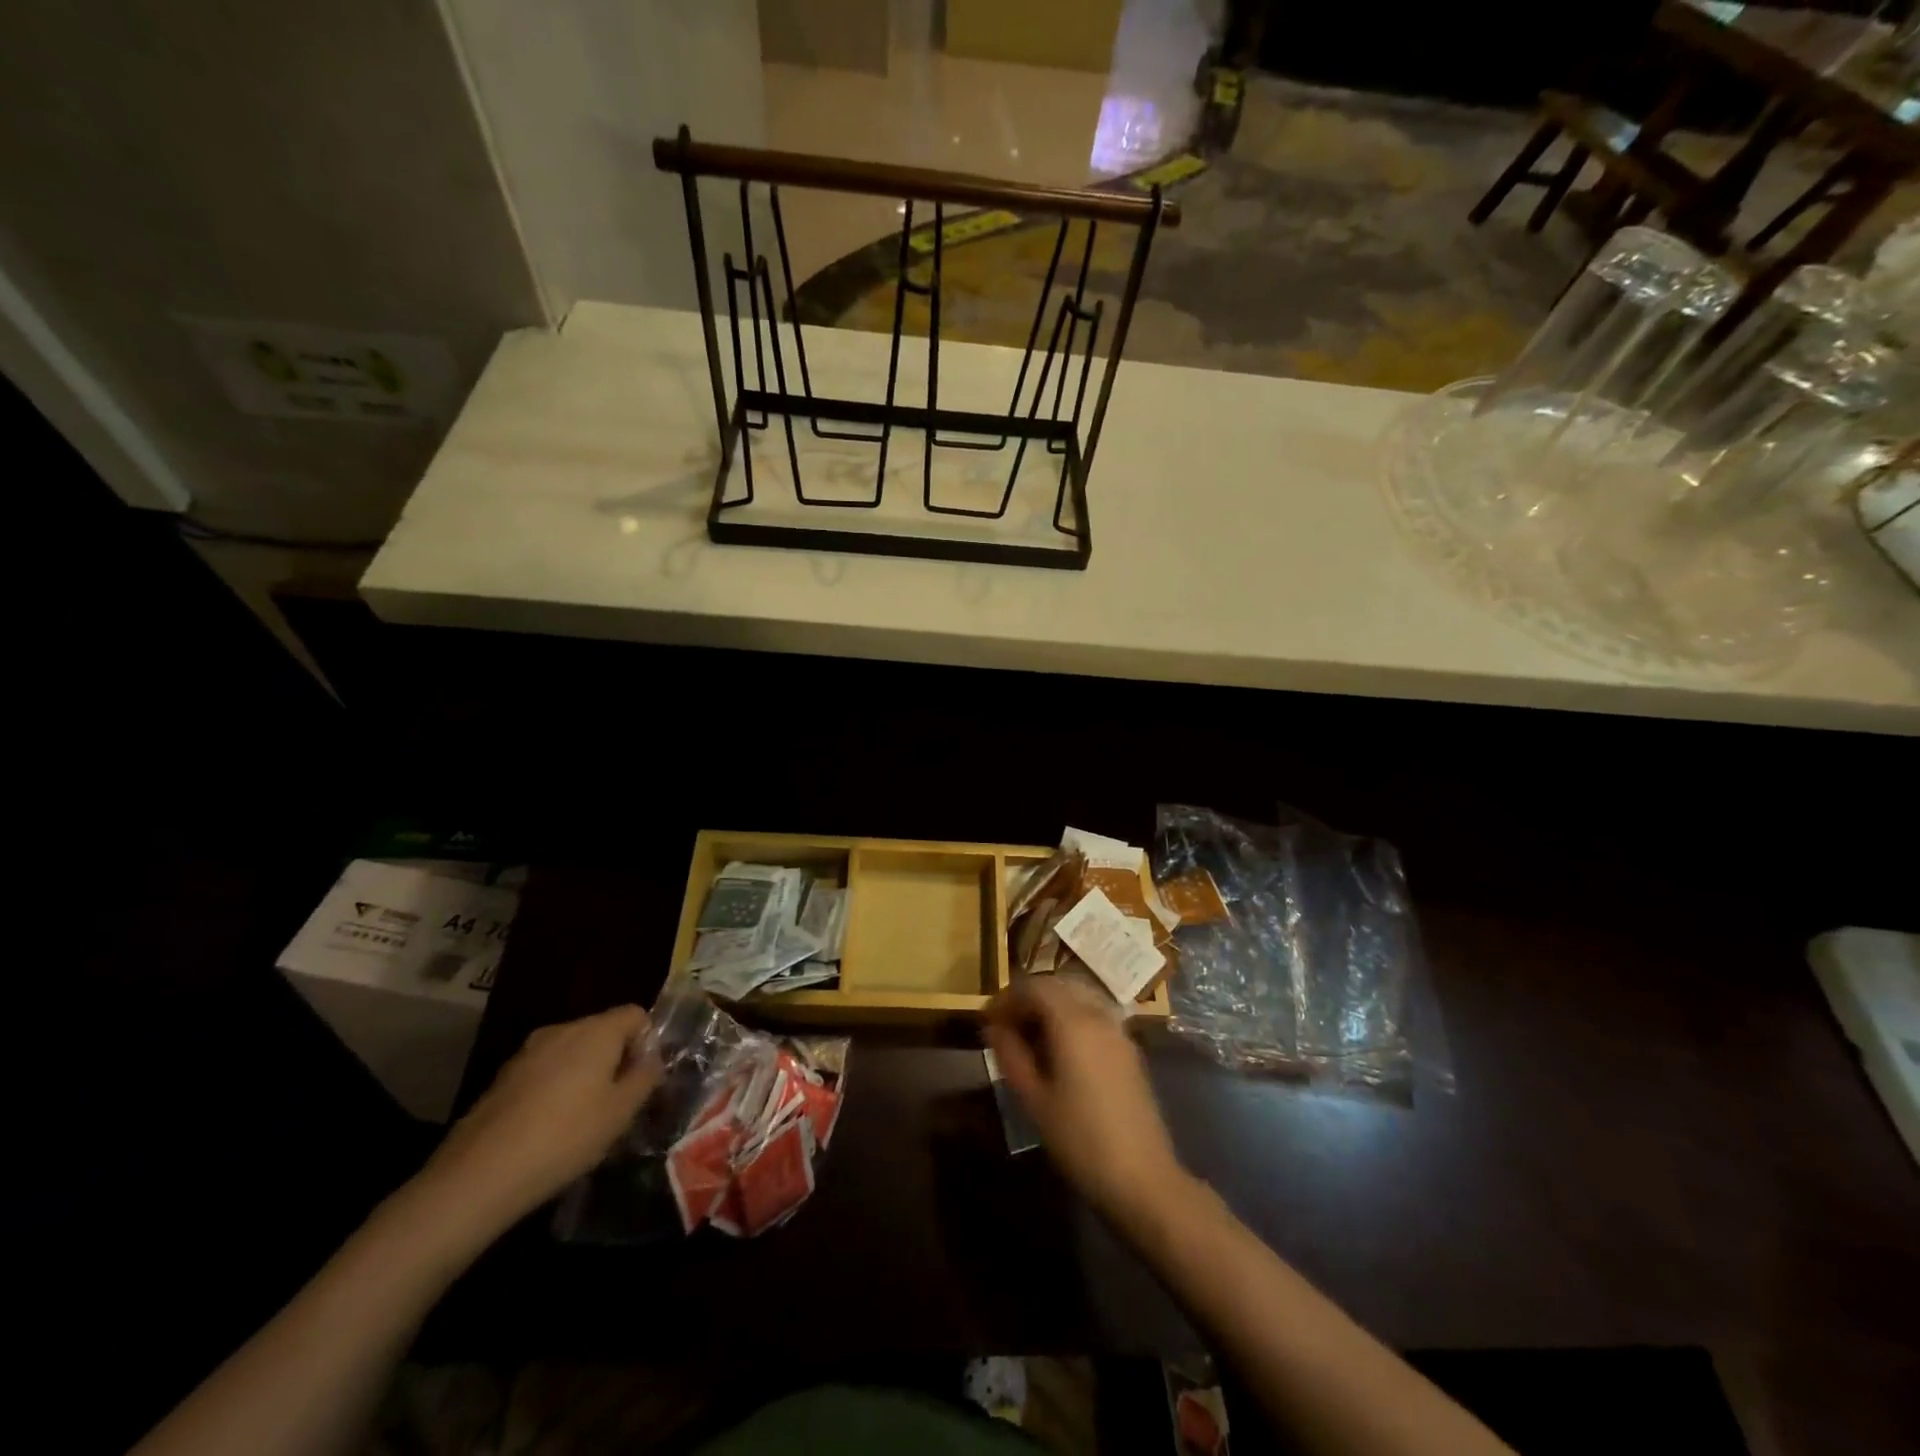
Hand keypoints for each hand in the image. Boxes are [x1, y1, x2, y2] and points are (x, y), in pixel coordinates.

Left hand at [409, 1005, 660, 1246]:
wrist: (478, 1176)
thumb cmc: (565, 1137)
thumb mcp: (620, 1112)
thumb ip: (645, 1078)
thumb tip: (652, 1060)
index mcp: (596, 1030)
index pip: (635, 1014)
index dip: (648, 1042)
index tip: (644, 1080)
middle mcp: (562, 1029)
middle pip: (603, 1031)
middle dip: (616, 1059)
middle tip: (620, 1103)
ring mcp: (527, 1053)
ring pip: (572, 1053)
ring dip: (586, 1075)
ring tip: (586, 1119)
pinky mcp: (502, 1079)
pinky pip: (545, 1072)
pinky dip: (556, 1089)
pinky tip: (551, 1129)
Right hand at [985, 976, 1185, 1225]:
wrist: (1142, 1177)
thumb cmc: (1080, 1139)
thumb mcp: (1034, 1099)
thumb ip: (1011, 1055)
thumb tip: (993, 1027)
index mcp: (1072, 1021)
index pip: (1033, 986)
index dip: (1006, 997)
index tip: (987, 1020)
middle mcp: (1098, 1015)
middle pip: (1057, 986)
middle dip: (1028, 999)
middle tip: (1005, 1027)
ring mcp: (1118, 1030)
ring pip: (1077, 998)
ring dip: (1050, 1007)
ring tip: (1030, 1038)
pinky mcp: (1129, 1049)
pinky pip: (1094, 1015)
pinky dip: (1071, 1018)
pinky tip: (1060, 1051)